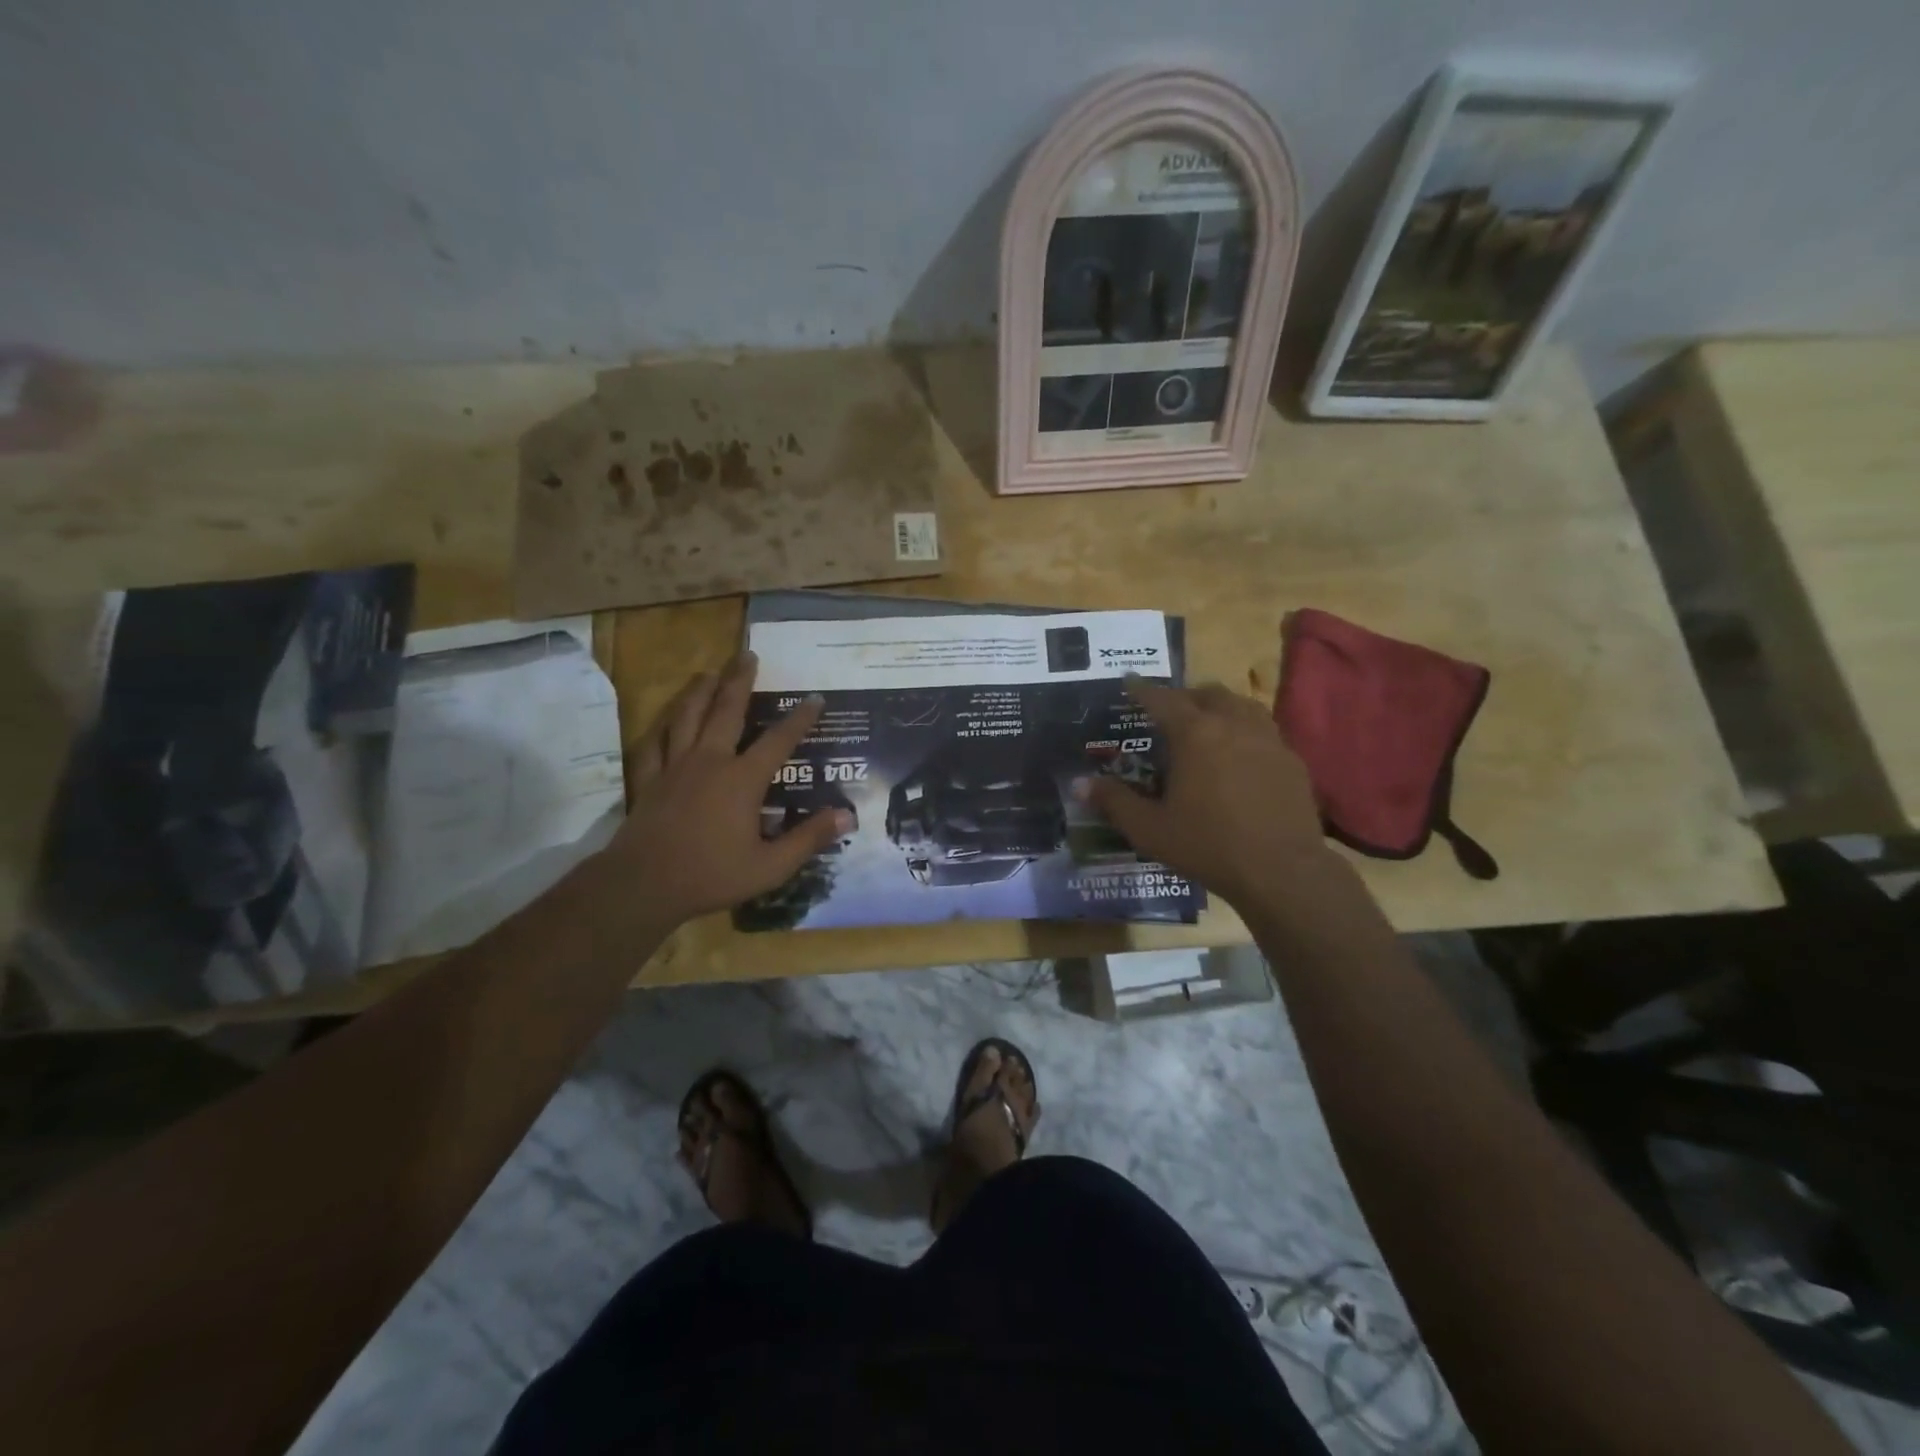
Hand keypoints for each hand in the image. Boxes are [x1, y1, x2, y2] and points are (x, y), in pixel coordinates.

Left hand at [600, 653, 848, 928]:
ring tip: (708, 673)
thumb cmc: (711, 875)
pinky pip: (653, 745)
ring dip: (700, 691)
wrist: (643, 886)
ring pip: (687, 717)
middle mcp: (709, 762)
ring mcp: (674, 767)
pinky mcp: (648, 780)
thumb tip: (846, 816)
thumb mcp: (771, 866)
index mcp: (742, 780)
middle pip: (726, 711)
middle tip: (747, 654)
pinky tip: (665, 722)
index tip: (814, 698)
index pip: (778, 740)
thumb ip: (808, 839)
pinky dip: (661, 729)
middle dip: (739, 681)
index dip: (799, 718)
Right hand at [1086, 677, 1331, 912]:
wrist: (1282, 871)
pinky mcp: (1291, 761)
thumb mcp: (1149, 829)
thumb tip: (1079, 785)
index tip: (1129, 681)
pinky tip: (1240, 756)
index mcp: (1195, 734)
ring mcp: (1268, 740)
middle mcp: (1233, 725)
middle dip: (1185, 696)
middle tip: (1169, 711)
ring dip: (1219, 707)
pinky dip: (1245, 731)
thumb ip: (1114, 802)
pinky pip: (1264, 731)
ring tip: (1207, 724)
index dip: (1142, 690)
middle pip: (1207, 694)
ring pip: (1242, 705)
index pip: (1162, 700)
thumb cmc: (1207, 845)